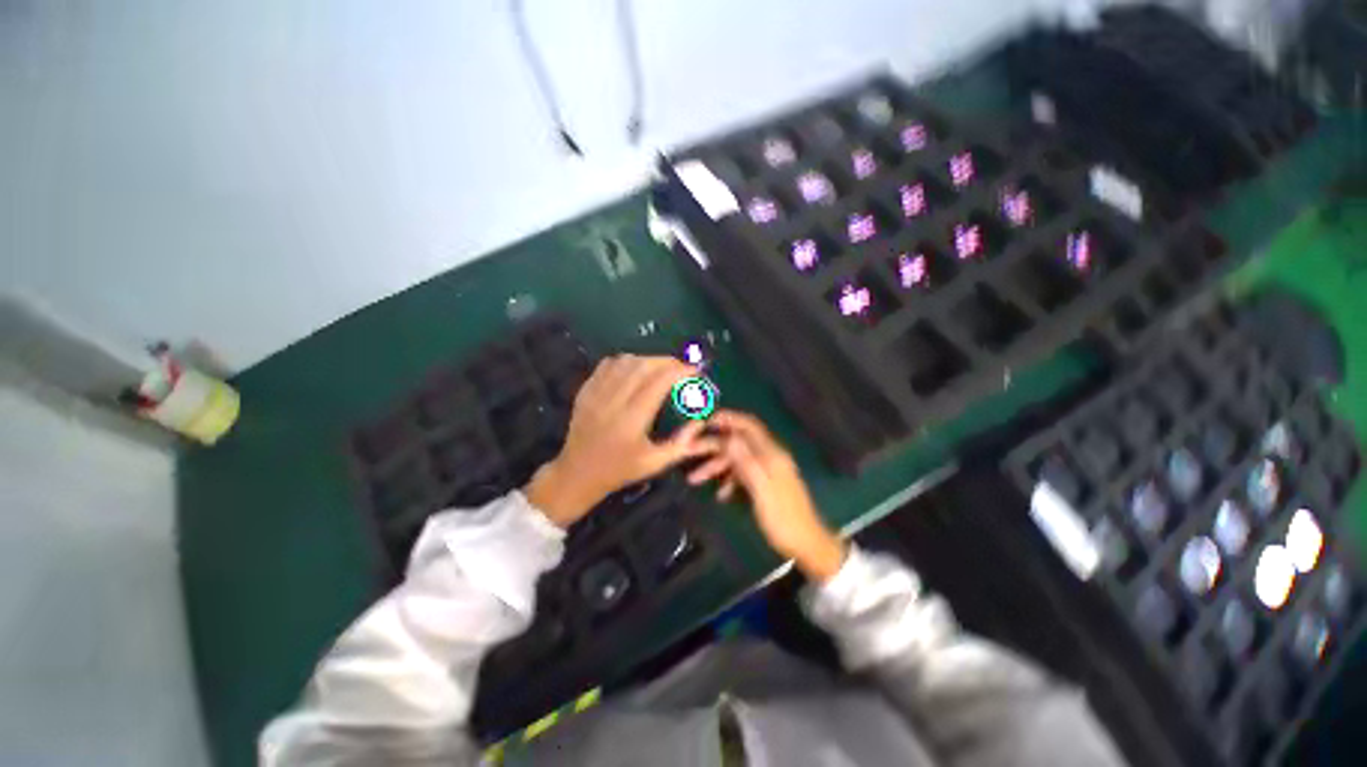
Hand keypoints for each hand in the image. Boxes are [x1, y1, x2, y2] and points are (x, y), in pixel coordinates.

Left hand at [525, 355, 719, 526]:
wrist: (578, 474)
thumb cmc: (620, 470)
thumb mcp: (655, 463)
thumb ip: (682, 444)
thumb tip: (701, 422)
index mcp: (631, 420)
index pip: (658, 383)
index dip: (679, 371)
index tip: (694, 370)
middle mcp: (612, 402)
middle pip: (642, 366)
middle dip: (667, 361)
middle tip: (681, 367)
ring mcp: (595, 394)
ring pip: (624, 362)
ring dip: (647, 359)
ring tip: (661, 367)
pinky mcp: (585, 391)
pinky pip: (607, 365)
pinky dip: (626, 362)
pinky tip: (635, 369)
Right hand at [686, 410, 846, 581]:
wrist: (807, 545)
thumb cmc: (783, 519)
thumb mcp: (762, 490)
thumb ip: (746, 461)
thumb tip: (728, 437)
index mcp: (771, 453)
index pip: (747, 425)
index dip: (726, 418)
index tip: (703, 420)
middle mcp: (769, 456)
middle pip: (737, 442)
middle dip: (713, 444)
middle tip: (688, 450)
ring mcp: (767, 470)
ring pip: (736, 459)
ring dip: (715, 465)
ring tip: (693, 479)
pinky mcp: (765, 483)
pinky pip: (742, 474)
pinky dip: (728, 480)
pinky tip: (719, 495)